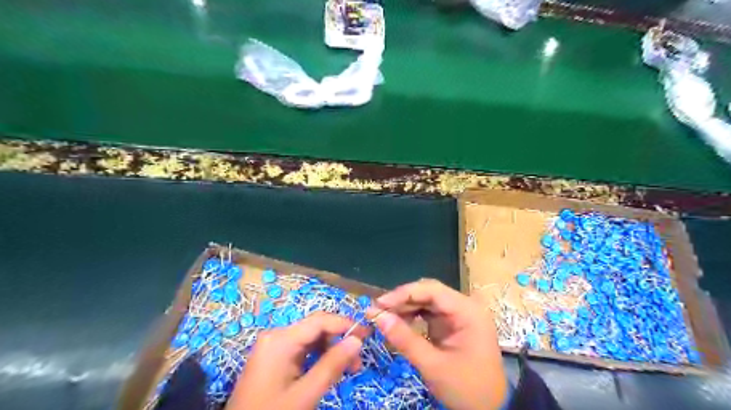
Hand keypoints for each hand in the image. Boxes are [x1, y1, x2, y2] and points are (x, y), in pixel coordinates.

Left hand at [228, 313, 363, 408]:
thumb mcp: (305, 394)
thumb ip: (332, 365)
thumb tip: (357, 340)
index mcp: (281, 339)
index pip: (320, 321)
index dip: (346, 325)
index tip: (367, 336)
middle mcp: (276, 336)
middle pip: (315, 328)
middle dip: (339, 341)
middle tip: (358, 363)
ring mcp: (272, 346)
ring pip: (310, 339)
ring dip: (330, 350)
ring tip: (346, 370)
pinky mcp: (272, 358)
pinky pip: (301, 349)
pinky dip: (317, 357)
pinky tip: (327, 370)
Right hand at [368, 279, 506, 409]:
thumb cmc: (467, 389)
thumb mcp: (433, 366)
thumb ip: (405, 339)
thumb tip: (378, 316)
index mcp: (467, 311)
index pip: (431, 290)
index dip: (403, 293)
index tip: (379, 304)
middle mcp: (464, 306)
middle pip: (428, 293)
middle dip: (402, 301)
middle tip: (377, 311)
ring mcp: (458, 315)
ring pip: (426, 302)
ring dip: (405, 308)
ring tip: (383, 317)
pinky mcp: (452, 325)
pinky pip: (428, 313)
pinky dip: (412, 317)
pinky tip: (397, 324)